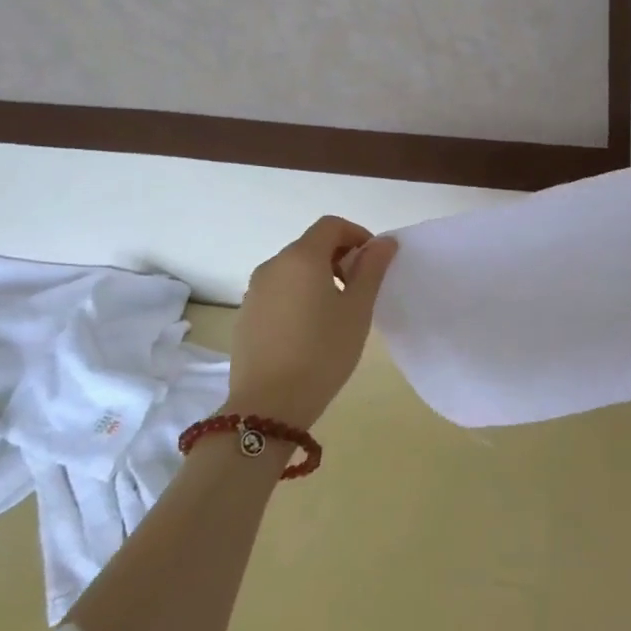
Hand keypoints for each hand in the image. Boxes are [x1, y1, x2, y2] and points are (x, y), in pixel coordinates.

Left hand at [227, 216, 398, 427]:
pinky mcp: (245, 315)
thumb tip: (384, 242)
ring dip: (318, 277)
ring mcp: (254, 291)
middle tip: (359, 290)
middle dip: (339, 257)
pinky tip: (308, 330)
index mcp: (301, 258)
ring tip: (335, 312)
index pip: (331, 225)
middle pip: (310, 245)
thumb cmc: (323, 351)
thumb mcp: (358, 309)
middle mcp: (273, 265)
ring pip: (293, 269)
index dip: (357, 235)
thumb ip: (372, 269)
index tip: (373, 262)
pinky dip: (298, 295)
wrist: (269, 405)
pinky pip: (278, 291)